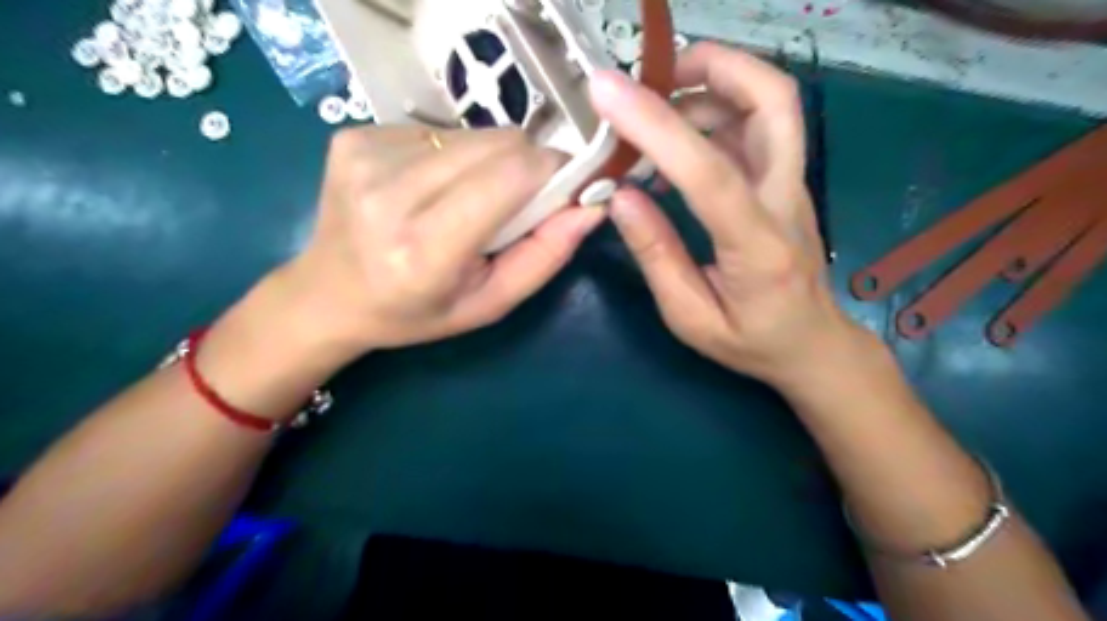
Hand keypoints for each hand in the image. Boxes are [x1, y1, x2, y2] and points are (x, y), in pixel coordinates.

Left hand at [281, 125, 602, 359]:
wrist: (328, 294)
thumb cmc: (417, 312)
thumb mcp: (490, 303)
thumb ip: (545, 256)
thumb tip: (592, 205)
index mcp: (424, 248)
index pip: (511, 175)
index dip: (551, 173)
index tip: (563, 190)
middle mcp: (389, 192)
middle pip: (498, 143)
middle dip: (526, 166)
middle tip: (518, 201)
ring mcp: (367, 155)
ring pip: (473, 133)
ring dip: (490, 161)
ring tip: (470, 198)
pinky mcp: (355, 134)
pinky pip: (438, 129)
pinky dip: (454, 155)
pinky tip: (434, 186)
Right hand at [588, 41, 863, 388]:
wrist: (811, 343)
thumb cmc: (750, 341)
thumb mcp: (690, 317)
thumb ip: (656, 256)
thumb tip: (619, 197)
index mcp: (758, 248)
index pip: (709, 172)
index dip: (657, 126)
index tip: (607, 91)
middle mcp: (785, 201)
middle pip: (773, 101)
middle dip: (714, 67)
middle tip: (655, 78)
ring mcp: (792, 185)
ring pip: (770, 102)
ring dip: (712, 84)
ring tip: (656, 109)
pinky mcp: (786, 181)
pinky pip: (757, 125)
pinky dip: (715, 111)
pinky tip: (678, 141)